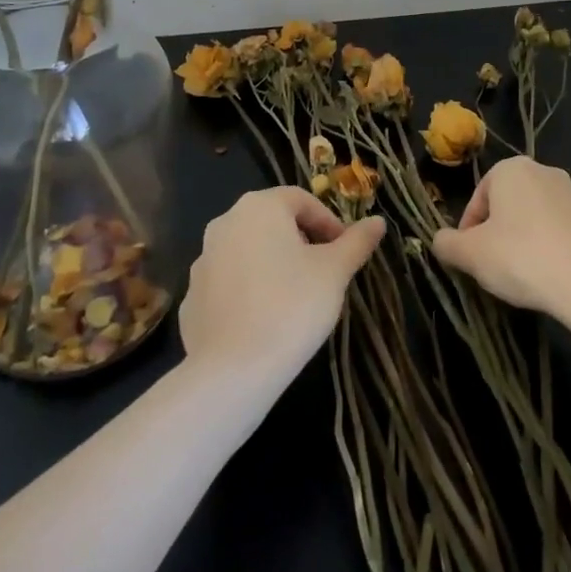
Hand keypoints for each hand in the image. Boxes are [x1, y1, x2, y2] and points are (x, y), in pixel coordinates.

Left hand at [180, 187, 385, 384]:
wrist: (231, 371)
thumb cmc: (292, 307)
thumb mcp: (335, 272)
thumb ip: (357, 242)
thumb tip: (378, 222)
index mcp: (259, 207)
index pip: (302, 200)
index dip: (328, 222)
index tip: (344, 251)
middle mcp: (225, 222)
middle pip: (273, 222)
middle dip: (302, 242)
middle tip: (324, 273)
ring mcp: (203, 259)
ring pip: (249, 251)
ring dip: (274, 265)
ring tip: (296, 299)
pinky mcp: (192, 296)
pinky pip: (229, 283)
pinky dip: (249, 291)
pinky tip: (265, 320)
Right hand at [431, 156, 570, 326]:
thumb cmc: (522, 258)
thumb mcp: (470, 255)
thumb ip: (447, 244)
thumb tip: (440, 241)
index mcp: (511, 169)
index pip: (477, 199)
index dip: (468, 232)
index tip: (469, 260)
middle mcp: (543, 171)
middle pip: (506, 205)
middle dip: (496, 234)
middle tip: (492, 268)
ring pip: (533, 218)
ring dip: (522, 242)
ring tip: (520, 276)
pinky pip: (558, 233)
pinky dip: (548, 250)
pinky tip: (548, 278)